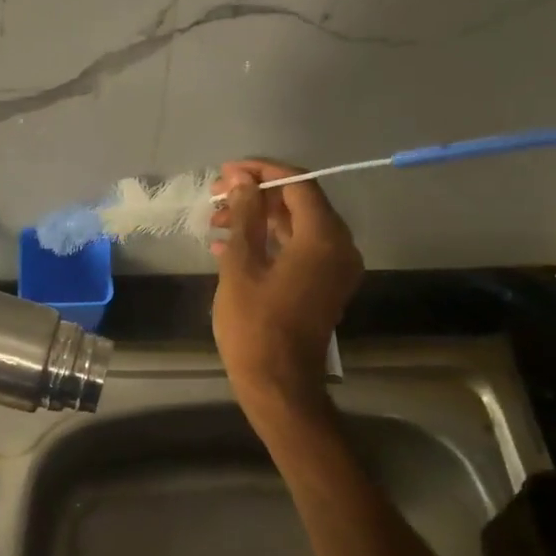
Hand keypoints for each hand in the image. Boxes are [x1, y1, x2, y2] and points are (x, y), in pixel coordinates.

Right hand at [211, 159, 363, 415]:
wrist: (278, 384)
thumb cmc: (255, 325)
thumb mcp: (241, 266)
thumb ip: (244, 217)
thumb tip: (243, 181)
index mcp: (323, 238)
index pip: (298, 184)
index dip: (261, 171)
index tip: (226, 172)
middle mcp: (339, 247)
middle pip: (299, 202)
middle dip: (256, 194)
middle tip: (217, 196)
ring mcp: (334, 268)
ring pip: (296, 226)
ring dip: (258, 217)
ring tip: (217, 219)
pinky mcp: (323, 285)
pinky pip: (298, 248)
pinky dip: (267, 241)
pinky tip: (227, 245)